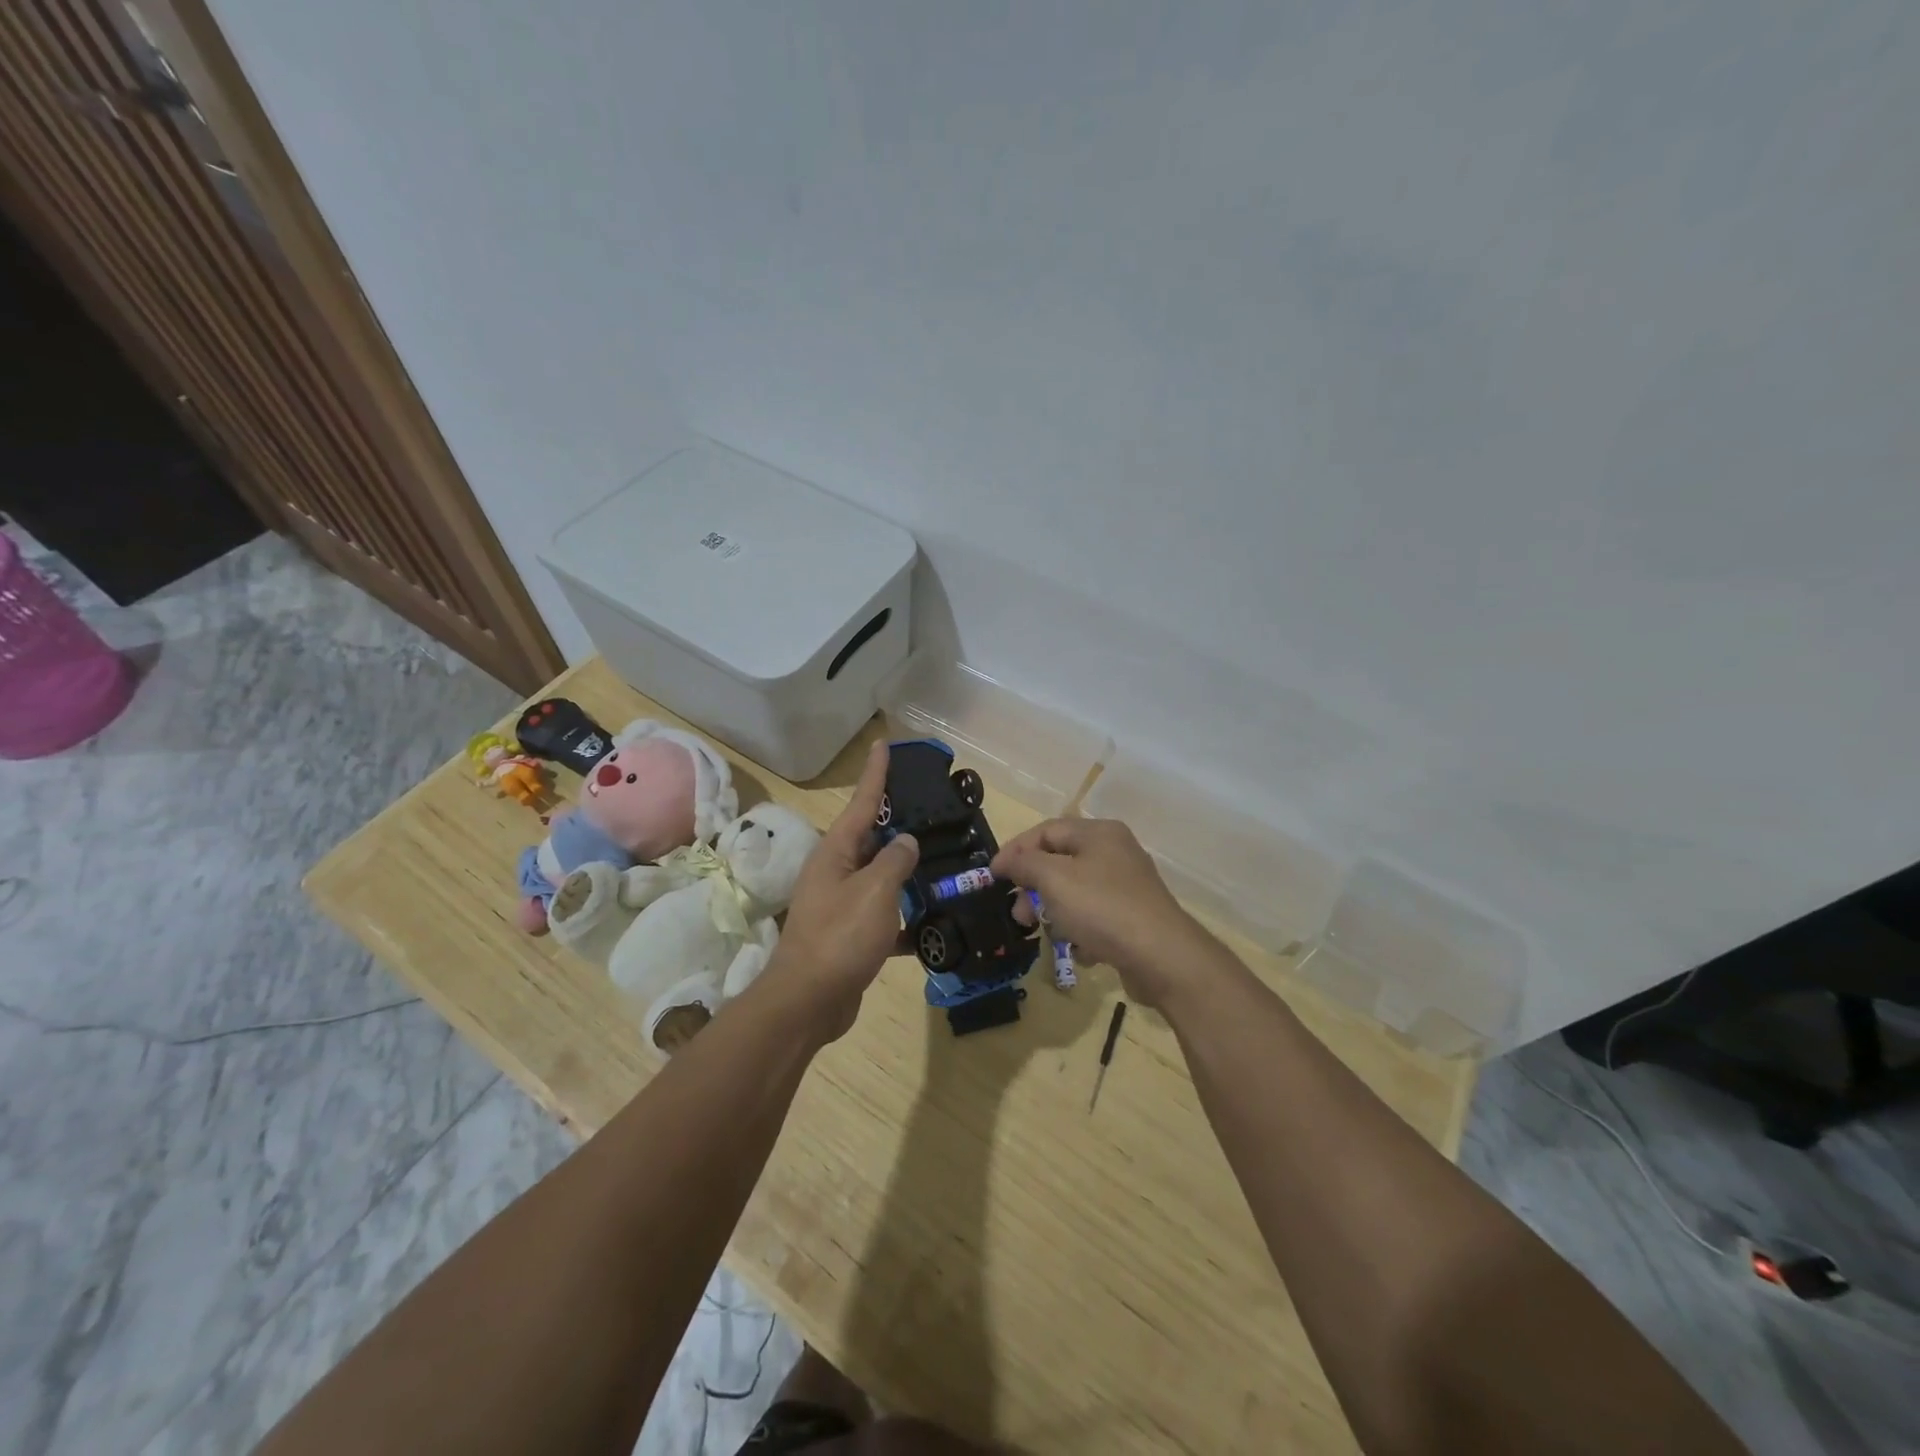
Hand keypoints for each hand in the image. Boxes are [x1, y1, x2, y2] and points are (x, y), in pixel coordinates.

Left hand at [763, 741, 918, 1040]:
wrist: (807, 1002)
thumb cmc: (841, 937)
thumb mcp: (875, 891)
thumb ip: (895, 861)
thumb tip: (906, 842)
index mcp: (835, 852)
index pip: (861, 802)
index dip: (875, 773)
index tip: (882, 743)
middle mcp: (834, 871)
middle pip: (870, 838)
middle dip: (897, 823)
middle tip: (929, 808)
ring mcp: (840, 904)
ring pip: (879, 877)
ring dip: (904, 872)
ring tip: (940, 860)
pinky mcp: (848, 934)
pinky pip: (881, 914)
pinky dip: (902, 917)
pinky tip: (931, 924)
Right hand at [992, 817, 1216, 1008]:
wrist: (1163, 957)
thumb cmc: (1102, 908)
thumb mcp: (1054, 880)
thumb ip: (1025, 864)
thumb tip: (1007, 860)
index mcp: (1099, 833)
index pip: (1046, 831)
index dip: (1015, 850)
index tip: (992, 877)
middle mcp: (1116, 852)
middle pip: (1060, 862)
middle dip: (1034, 888)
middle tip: (1019, 914)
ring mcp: (1127, 886)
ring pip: (1075, 893)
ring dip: (1055, 913)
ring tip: (1049, 935)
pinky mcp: (1134, 918)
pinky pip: (1095, 917)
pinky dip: (1082, 931)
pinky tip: (1082, 950)